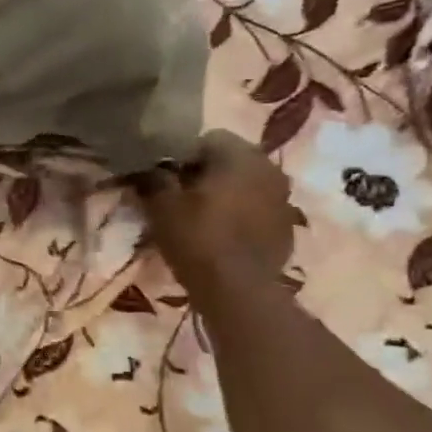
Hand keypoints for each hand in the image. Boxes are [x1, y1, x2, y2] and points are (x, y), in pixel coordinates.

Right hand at [137, 130, 294, 288]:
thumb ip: (153, 179)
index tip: (165, 180)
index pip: (206, 139)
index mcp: (240, 155)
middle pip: (229, 160)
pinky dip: (241, 216)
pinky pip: (258, 209)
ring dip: (225, 195)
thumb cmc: (198, 239)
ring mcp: (283, 198)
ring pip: (245, 185)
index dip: (182, 157)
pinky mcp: (287, 227)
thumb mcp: (161, 206)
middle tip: (180, 199)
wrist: (238, 292)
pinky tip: (221, 237)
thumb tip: (144, 168)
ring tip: (200, 219)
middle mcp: (269, 168)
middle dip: (205, 174)